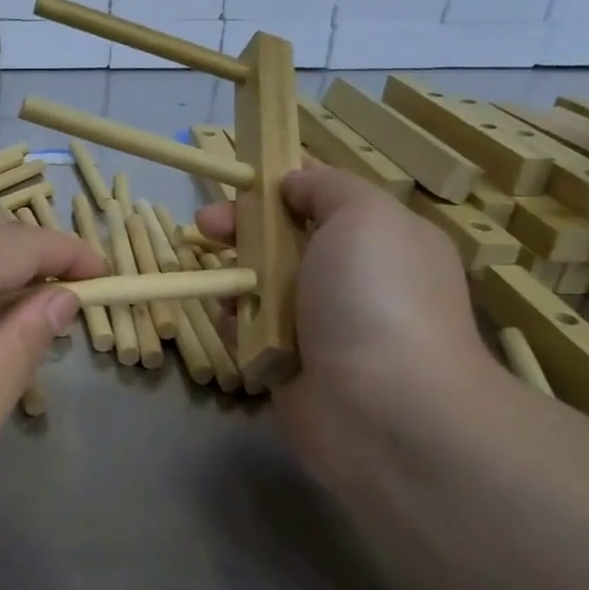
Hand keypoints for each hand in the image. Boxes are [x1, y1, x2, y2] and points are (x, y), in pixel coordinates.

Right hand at [196, 164, 492, 482]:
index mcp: (383, 241)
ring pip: (262, 287)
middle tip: (206, 228)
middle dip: (243, 229)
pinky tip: (226, 321)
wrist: (383, 408)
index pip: (325, 198)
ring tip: (217, 281)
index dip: (281, 184)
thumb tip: (295, 182)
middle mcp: (353, 281)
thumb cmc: (376, 297)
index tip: (242, 180)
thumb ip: (327, 187)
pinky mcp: (290, 365)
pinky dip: (234, 323)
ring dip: (234, 278)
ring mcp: (321, 326)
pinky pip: (251, 331)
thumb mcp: (364, 215)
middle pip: (284, 240)